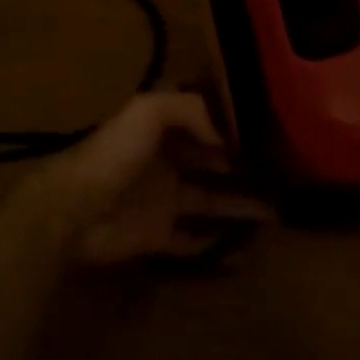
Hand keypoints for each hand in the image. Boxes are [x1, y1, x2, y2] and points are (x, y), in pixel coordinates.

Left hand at [17, 93, 273, 265]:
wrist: (74, 209)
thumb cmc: (113, 155)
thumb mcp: (147, 112)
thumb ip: (187, 109)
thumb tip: (226, 132)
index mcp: (160, 130)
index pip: (202, 123)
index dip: (231, 127)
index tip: (270, 132)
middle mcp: (165, 162)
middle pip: (211, 163)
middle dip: (242, 166)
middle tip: (285, 175)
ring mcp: (163, 200)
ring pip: (210, 202)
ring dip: (240, 205)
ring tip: (280, 211)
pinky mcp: (158, 236)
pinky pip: (194, 241)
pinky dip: (219, 245)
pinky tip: (249, 250)